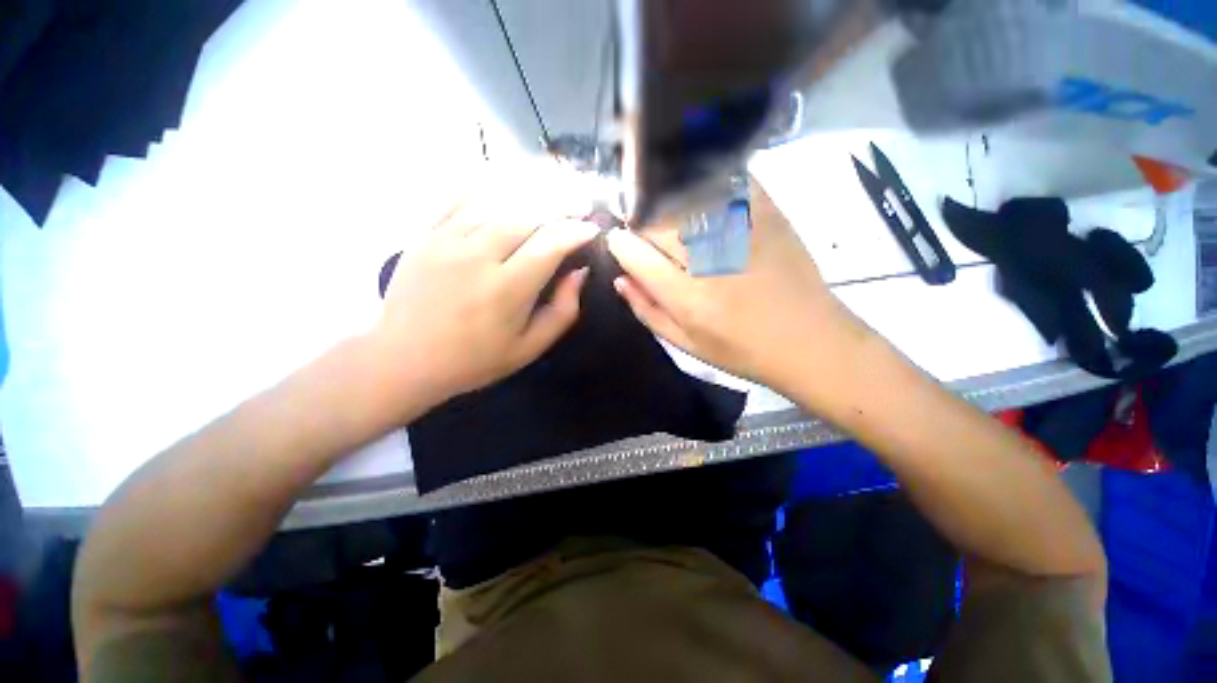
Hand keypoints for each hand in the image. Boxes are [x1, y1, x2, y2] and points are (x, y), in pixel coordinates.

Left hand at [373, 189, 598, 411]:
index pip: (550, 245)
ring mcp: (447, 241)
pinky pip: (459, 199)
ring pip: (497, 203)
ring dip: (529, 198)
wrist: (405, 360)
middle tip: (577, 207)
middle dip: (559, 208)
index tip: (592, 229)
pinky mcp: (425, 236)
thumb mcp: (529, 348)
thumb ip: (562, 311)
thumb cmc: (475, 360)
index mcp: (507, 290)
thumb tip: (579, 273)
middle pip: (527, 216)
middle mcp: (478, 257)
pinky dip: (486, 190)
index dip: (576, 231)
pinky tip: (504, 190)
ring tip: (550, 196)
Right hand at [606, 178, 871, 396]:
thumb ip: (648, 312)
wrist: (811, 342)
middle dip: (638, 220)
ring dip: (664, 198)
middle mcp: (712, 261)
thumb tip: (620, 280)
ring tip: (662, 207)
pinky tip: (698, 186)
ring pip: (687, 197)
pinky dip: (707, 178)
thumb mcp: (687, 345)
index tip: (617, 239)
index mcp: (689, 299)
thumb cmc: (743, 351)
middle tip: (638, 225)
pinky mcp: (770, 216)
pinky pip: (730, 181)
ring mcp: (744, 233)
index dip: (619, 243)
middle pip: (658, 222)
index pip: (637, 256)